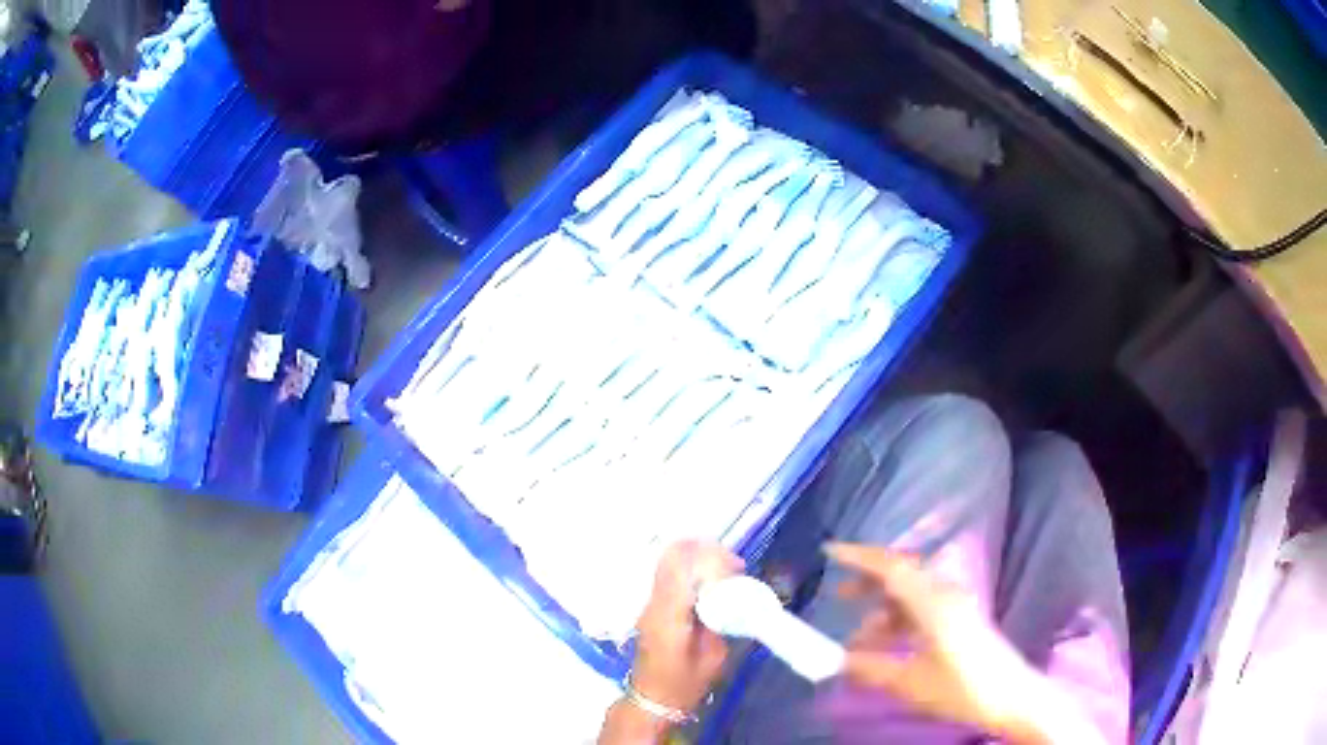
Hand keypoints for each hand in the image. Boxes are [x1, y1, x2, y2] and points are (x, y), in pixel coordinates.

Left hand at [632, 540, 744, 712]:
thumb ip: (721, 621)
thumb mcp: (713, 656)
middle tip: (733, 568)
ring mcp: (649, 601)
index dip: (712, 559)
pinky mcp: (651, 604)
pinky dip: (691, 569)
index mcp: (669, 615)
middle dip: (706, 552)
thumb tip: (733, 595)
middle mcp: (654, 602)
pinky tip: (709, 583)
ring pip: (669, 560)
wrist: (652, 698)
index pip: (683, 568)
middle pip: (673, 555)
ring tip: (724, 573)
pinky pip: (670, 573)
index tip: (737, 569)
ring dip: (699, 558)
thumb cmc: (685, 683)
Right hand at [825, 542, 1053, 743]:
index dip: (858, 557)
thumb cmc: (961, 687)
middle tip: (837, 596)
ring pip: (909, 597)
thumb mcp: (910, 682)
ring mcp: (953, 607)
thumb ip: (870, 668)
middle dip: (867, 584)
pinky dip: (897, 624)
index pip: (891, 567)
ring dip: (881, 613)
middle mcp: (944, 595)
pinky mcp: (958, 621)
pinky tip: (883, 648)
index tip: (828, 553)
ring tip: (855, 642)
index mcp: (933, 602)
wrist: (1009, 696)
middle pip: (901, 577)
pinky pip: (920, 612)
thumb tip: (835, 662)